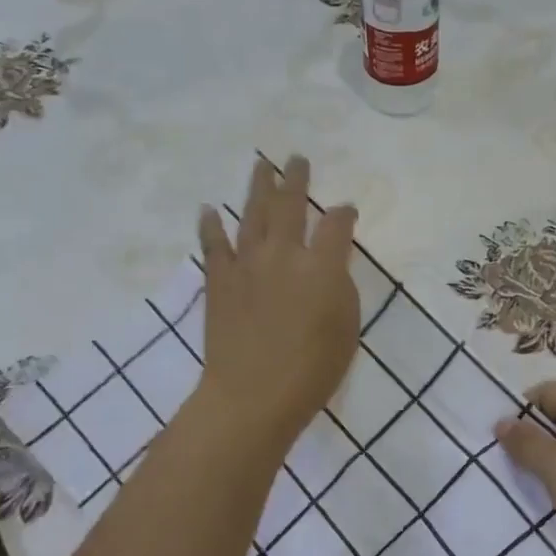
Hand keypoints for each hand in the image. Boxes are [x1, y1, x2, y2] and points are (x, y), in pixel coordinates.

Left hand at [196, 155, 359, 450]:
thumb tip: (330, 267)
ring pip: (253, 213)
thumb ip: (341, 289)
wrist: (252, 396)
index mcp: (322, 267)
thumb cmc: (312, 371)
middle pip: (291, 205)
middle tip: (297, 159)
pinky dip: (211, 225)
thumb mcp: (347, 330)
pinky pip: (213, 245)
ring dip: (258, 186)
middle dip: (296, 179)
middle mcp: (284, 254)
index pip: (337, 225)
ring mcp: (247, 264)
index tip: (347, 211)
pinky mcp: (219, 281)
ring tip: (262, 165)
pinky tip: (208, 209)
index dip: (344, 214)